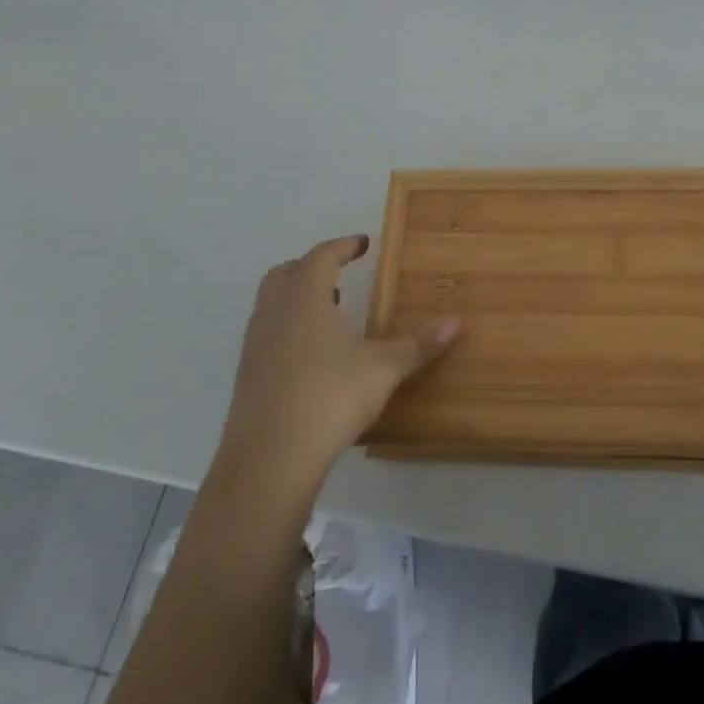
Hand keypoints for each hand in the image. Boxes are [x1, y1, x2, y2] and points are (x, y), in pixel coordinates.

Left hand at [220, 235, 459, 487]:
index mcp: (305, 299)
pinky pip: (267, 335)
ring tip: (330, 313)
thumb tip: (456, 321)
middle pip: (285, 274)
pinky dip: (288, 329)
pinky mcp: (247, 378)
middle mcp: (274, 314)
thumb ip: (418, 344)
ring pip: (271, 305)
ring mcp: (255, 347)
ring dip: (297, 299)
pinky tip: (311, 356)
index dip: (342, 246)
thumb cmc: (329, 397)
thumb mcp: (383, 369)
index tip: (362, 243)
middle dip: (311, 267)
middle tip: (339, 273)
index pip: (321, 257)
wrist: (269, 460)